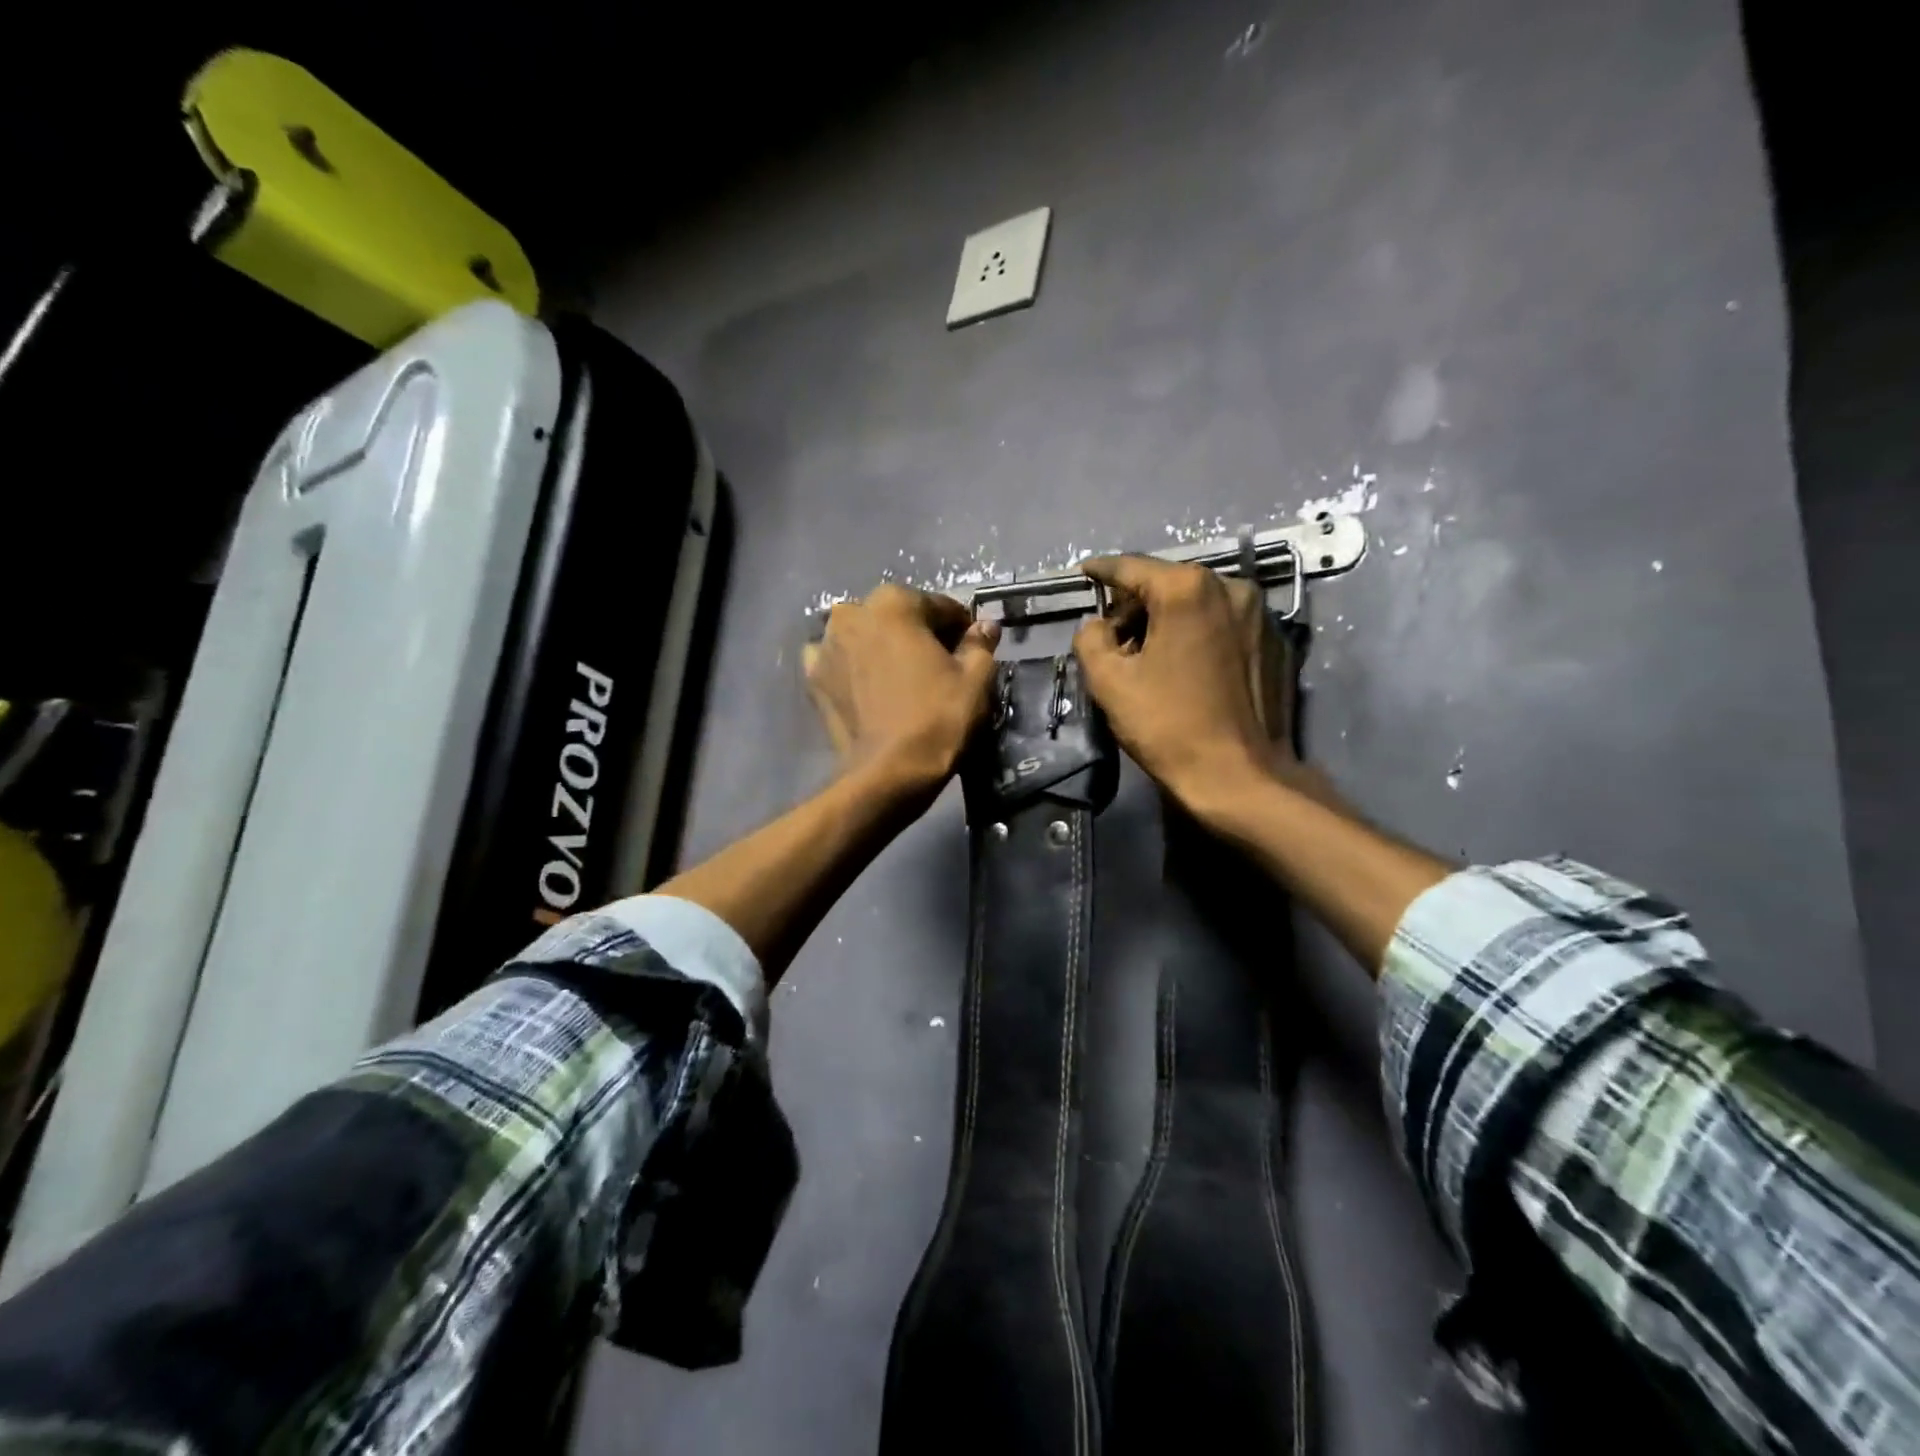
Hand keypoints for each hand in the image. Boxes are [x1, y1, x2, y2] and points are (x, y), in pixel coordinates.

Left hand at [803, 583, 1001, 796]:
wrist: (888, 772)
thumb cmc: (938, 719)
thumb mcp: (975, 679)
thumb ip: (979, 644)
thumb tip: (985, 626)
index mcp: (894, 602)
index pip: (939, 606)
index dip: (960, 628)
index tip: (969, 650)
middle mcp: (852, 612)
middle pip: (898, 617)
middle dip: (918, 634)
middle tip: (937, 666)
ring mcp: (826, 644)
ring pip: (865, 636)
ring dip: (883, 647)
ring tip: (902, 679)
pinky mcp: (813, 676)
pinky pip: (839, 660)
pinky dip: (853, 666)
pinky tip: (869, 687)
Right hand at [1072, 555, 1286, 820]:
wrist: (1239, 775)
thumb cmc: (1168, 725)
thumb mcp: (1110, 682)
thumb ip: (1091, 638)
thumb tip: (1097, 625)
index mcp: (1188, 589)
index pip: (1132, 567)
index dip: (1102, 570)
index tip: (1084, 572)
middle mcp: (1231, 586)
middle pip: (1168, 583)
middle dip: (1135, 603)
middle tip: (1112, 636)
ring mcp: (1260, 614)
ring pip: (1198, 603)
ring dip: (1168, 619)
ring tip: (1148, 656)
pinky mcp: (1275, 642)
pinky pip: (1224, 624)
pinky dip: (1198, 633)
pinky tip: (1186, 667)